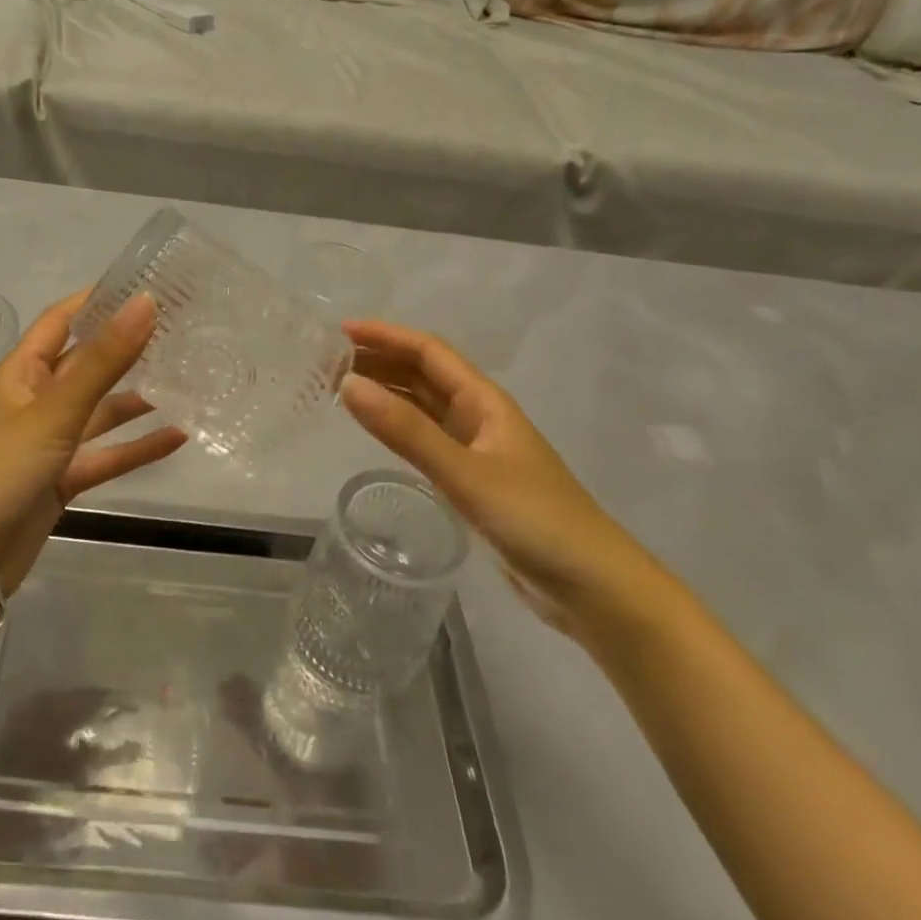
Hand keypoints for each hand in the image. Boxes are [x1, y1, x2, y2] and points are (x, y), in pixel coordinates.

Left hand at [0, 290, 186, 590]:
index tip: (144, 286)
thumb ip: (103, 360)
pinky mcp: (62, 480)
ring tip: (186, 380)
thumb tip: (145, 302)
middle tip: (179, 331)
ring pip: (100, 412)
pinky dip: (137, 447)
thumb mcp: (55, 410)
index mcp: (22, 372)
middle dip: (126, 348)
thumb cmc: (1, 469)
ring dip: (136, 399)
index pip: (61, 321)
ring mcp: (50, 443)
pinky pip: (106, 456)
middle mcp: (36, 401)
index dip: (97, 300)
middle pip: (87, 364)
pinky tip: (177, 437)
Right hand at [341, 320, 669, 639]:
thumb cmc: (535, 520)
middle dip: (380, 360)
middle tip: (328, 361)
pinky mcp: (473, 482)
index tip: (340, 331)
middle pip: (424, 374)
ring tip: (339, 387)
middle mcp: (480, 417)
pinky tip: (376, 430)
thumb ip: (406, 431)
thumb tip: (347, 384)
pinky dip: (398, 427)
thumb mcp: (465, 472)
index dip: (386, 335)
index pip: (429, 352)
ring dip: (387, 391)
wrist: (593, 587)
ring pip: (424, 406)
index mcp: (485, 401)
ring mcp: (477, 450)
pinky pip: (426, 439)